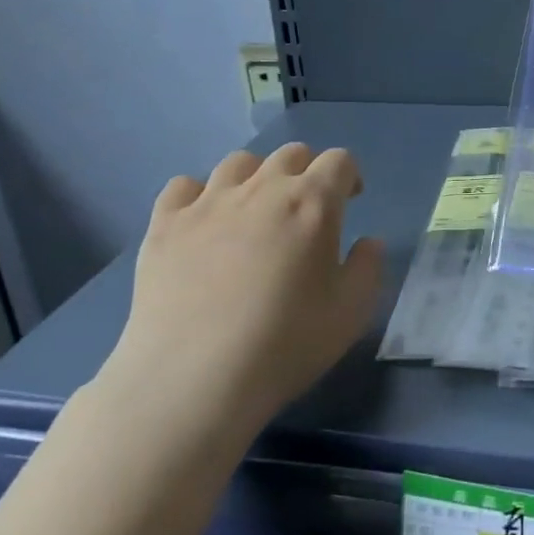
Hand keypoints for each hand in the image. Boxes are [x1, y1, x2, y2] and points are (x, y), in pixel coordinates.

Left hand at [95, 143, 383, 455]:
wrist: (193, 380)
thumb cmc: (285, 345)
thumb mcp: (352, 313)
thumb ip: (368, 267)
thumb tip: (367, 241)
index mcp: (313, 203)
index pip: (339, 161)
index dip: (349, 177)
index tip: (349, 202)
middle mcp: (262, 188)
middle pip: (291, 154)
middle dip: (306, 173)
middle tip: (305, 212)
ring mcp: (208, 202)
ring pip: (239, 162)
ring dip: (256, 178)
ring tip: (254, 214)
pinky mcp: (165, 224)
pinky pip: (183, 186)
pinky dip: (199, 196)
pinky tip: (203, 225)